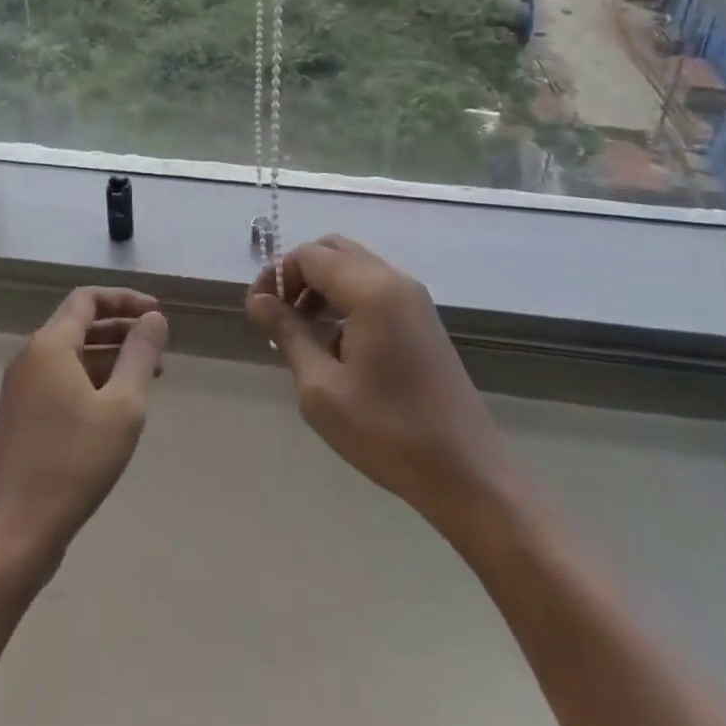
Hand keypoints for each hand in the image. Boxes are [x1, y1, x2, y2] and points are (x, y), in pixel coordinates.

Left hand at [0, 287, 168, 569]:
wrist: (12, 534)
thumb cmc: (73, 464)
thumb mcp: (121, 406)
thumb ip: (140, 355)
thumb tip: (154, 318)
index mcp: (50, 344)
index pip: (88, 298)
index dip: (125, 299)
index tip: (157, 314)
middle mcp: (31, 357)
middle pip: (79, 324)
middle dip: (121, 329)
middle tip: (159, 347)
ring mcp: (22, 389)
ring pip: (72, 355)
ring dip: (110, 357)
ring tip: (148, 378)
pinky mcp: (22, 417)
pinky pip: (62, 380)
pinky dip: (92, 380)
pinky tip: (116, 408)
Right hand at [246, 235, 508, 528]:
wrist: (468, 475)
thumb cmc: (388, 433)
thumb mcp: (321, 389)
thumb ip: (288, 334)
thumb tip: (258, 301)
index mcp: (371, 290)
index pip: (309, 256)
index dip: (276, 276)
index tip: (257, 313)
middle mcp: (394, 280)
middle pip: (332, 251)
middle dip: (298, 275)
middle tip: (278, 316)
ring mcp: (413, 298)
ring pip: (353, 268)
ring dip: (321, 288)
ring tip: (300, 334)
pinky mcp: (422, 319)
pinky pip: (373, 288)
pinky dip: (345, 299)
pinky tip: (335, 346)